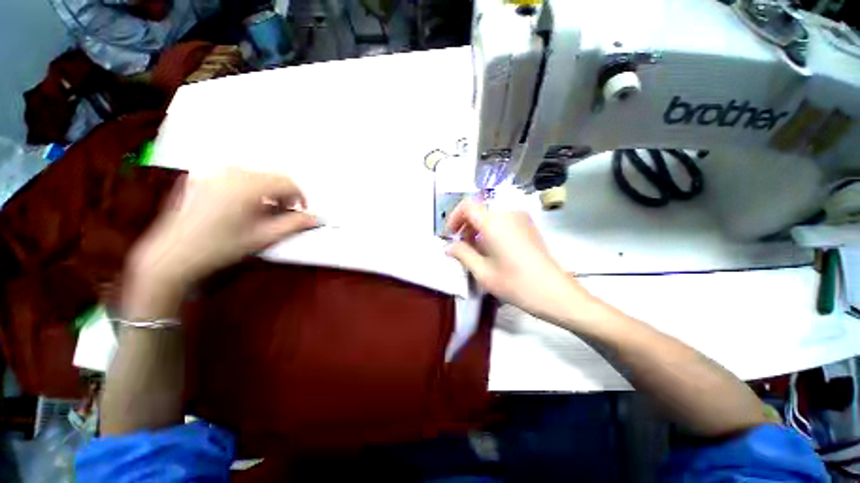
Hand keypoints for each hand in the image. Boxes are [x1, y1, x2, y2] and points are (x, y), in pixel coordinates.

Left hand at [121, 168, 317, 319]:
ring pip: (254, 175)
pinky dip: (247, 187)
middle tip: (282, 212)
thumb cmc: (221, 247)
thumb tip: (316, 218)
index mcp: (248, 186)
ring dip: (266, 190)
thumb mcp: (263, 238)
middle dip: (283, 193)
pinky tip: (241, 205)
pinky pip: (234, 176)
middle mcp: (231, 173)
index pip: (287, 182)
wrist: (173, 255)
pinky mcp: (201, 178)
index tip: (300, 211)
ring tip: (262, 210)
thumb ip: (293, 225)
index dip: (300, 197)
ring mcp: (214, 173)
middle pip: (271, 176)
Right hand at [445, 200, 592, 322]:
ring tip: (476, 250)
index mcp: (494, 222)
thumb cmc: (515, 283)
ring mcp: (521, 219)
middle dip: (466, 225)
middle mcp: (508, 213)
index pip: (467, 205)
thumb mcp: (482, 272)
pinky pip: (503, 221)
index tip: (450, 234)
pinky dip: (491, 230)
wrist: (555, 293)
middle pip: (479, 210)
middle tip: (461, 246)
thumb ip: (462, 254)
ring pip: (491, 215)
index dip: (454, 217)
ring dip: (478, 228)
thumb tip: (449, 247)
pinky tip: (492, 250)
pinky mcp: (529, 226)